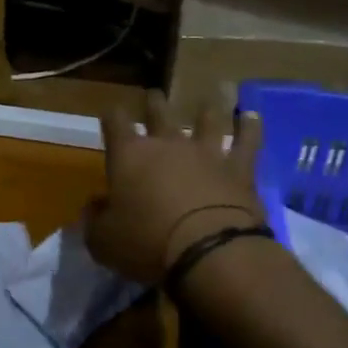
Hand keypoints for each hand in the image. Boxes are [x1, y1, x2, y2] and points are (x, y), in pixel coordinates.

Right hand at [83, 94, 263, 283]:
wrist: (210, 251)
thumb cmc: (147, 244)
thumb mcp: (103, 241)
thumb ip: (95, 220)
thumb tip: (95, 206)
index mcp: (128, 155)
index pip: (115, 122)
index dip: (112, 117)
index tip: (111, 115)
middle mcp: (167, 144)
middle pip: (159, 112)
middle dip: (154, 103)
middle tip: (153, 96)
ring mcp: (207, 152)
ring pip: (207, 119)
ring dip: (207, 109)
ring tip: (210, 98)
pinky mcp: (240, 168)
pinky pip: (247, 141)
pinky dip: (250, 127)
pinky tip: (251, 116)